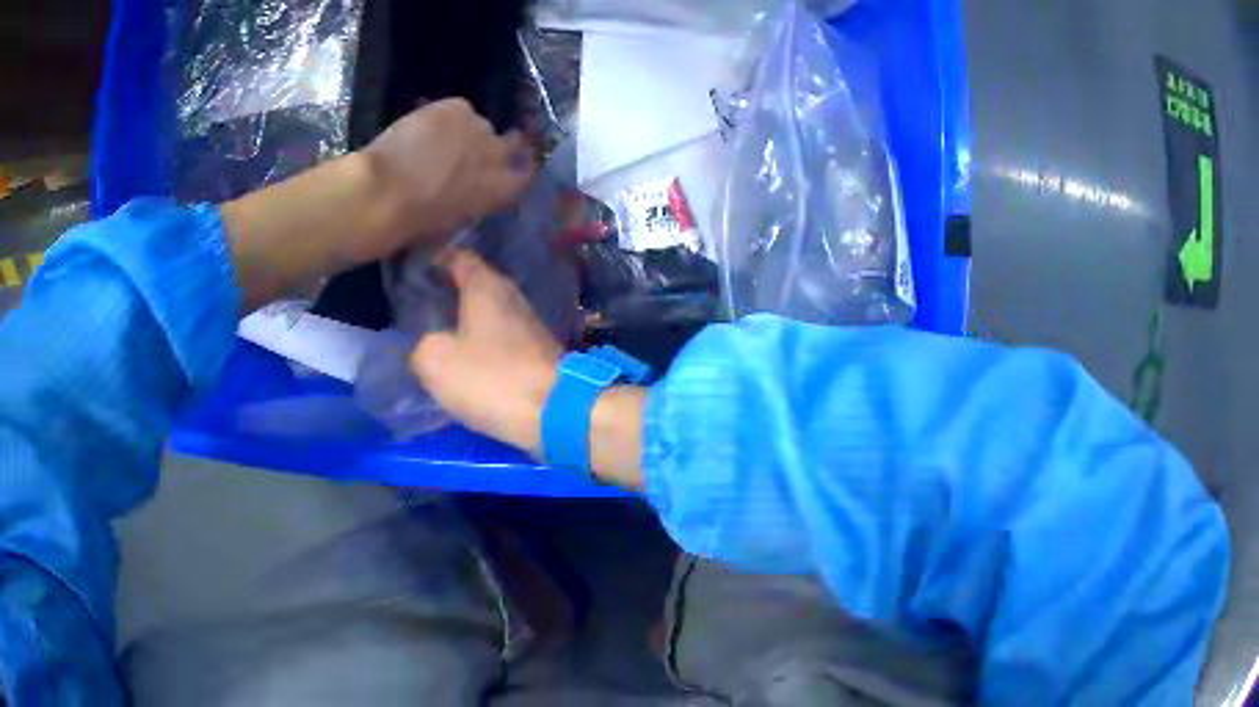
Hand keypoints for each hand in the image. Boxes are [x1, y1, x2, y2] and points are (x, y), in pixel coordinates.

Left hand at [361, 99, 533, 260]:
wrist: (385, 192)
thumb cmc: (413, 224)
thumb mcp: (452, 224)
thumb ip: (470, 204)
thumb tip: (467, 195)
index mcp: (499, 191)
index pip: (524, 175)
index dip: (513, 171)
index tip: (500, 173)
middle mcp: (498, 155)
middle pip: (509, 143)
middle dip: (495, 147)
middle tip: (469, 154)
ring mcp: (479, 127)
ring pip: (478, 126)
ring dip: (464, 133)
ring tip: (438, 142)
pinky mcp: (458, 107)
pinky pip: (457, 109)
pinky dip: (444, 118)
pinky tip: (425, 128)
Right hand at [410, 251, 561, 454]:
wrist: (557, 413)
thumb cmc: (492, 378)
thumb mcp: (435, 361)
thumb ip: (421, 346)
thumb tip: (428, 347)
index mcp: (485, 286)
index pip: (458, 257)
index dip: (435, 261)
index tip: (414, 272)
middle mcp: (511, 296)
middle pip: (475, 286)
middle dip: (449, 295)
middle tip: (419, 308)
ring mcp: (529, 325)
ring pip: (489, 315)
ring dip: (466, 324)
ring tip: (437, 337)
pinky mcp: (539, 353)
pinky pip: (502, 341)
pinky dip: (484, 347)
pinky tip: (467, 363)